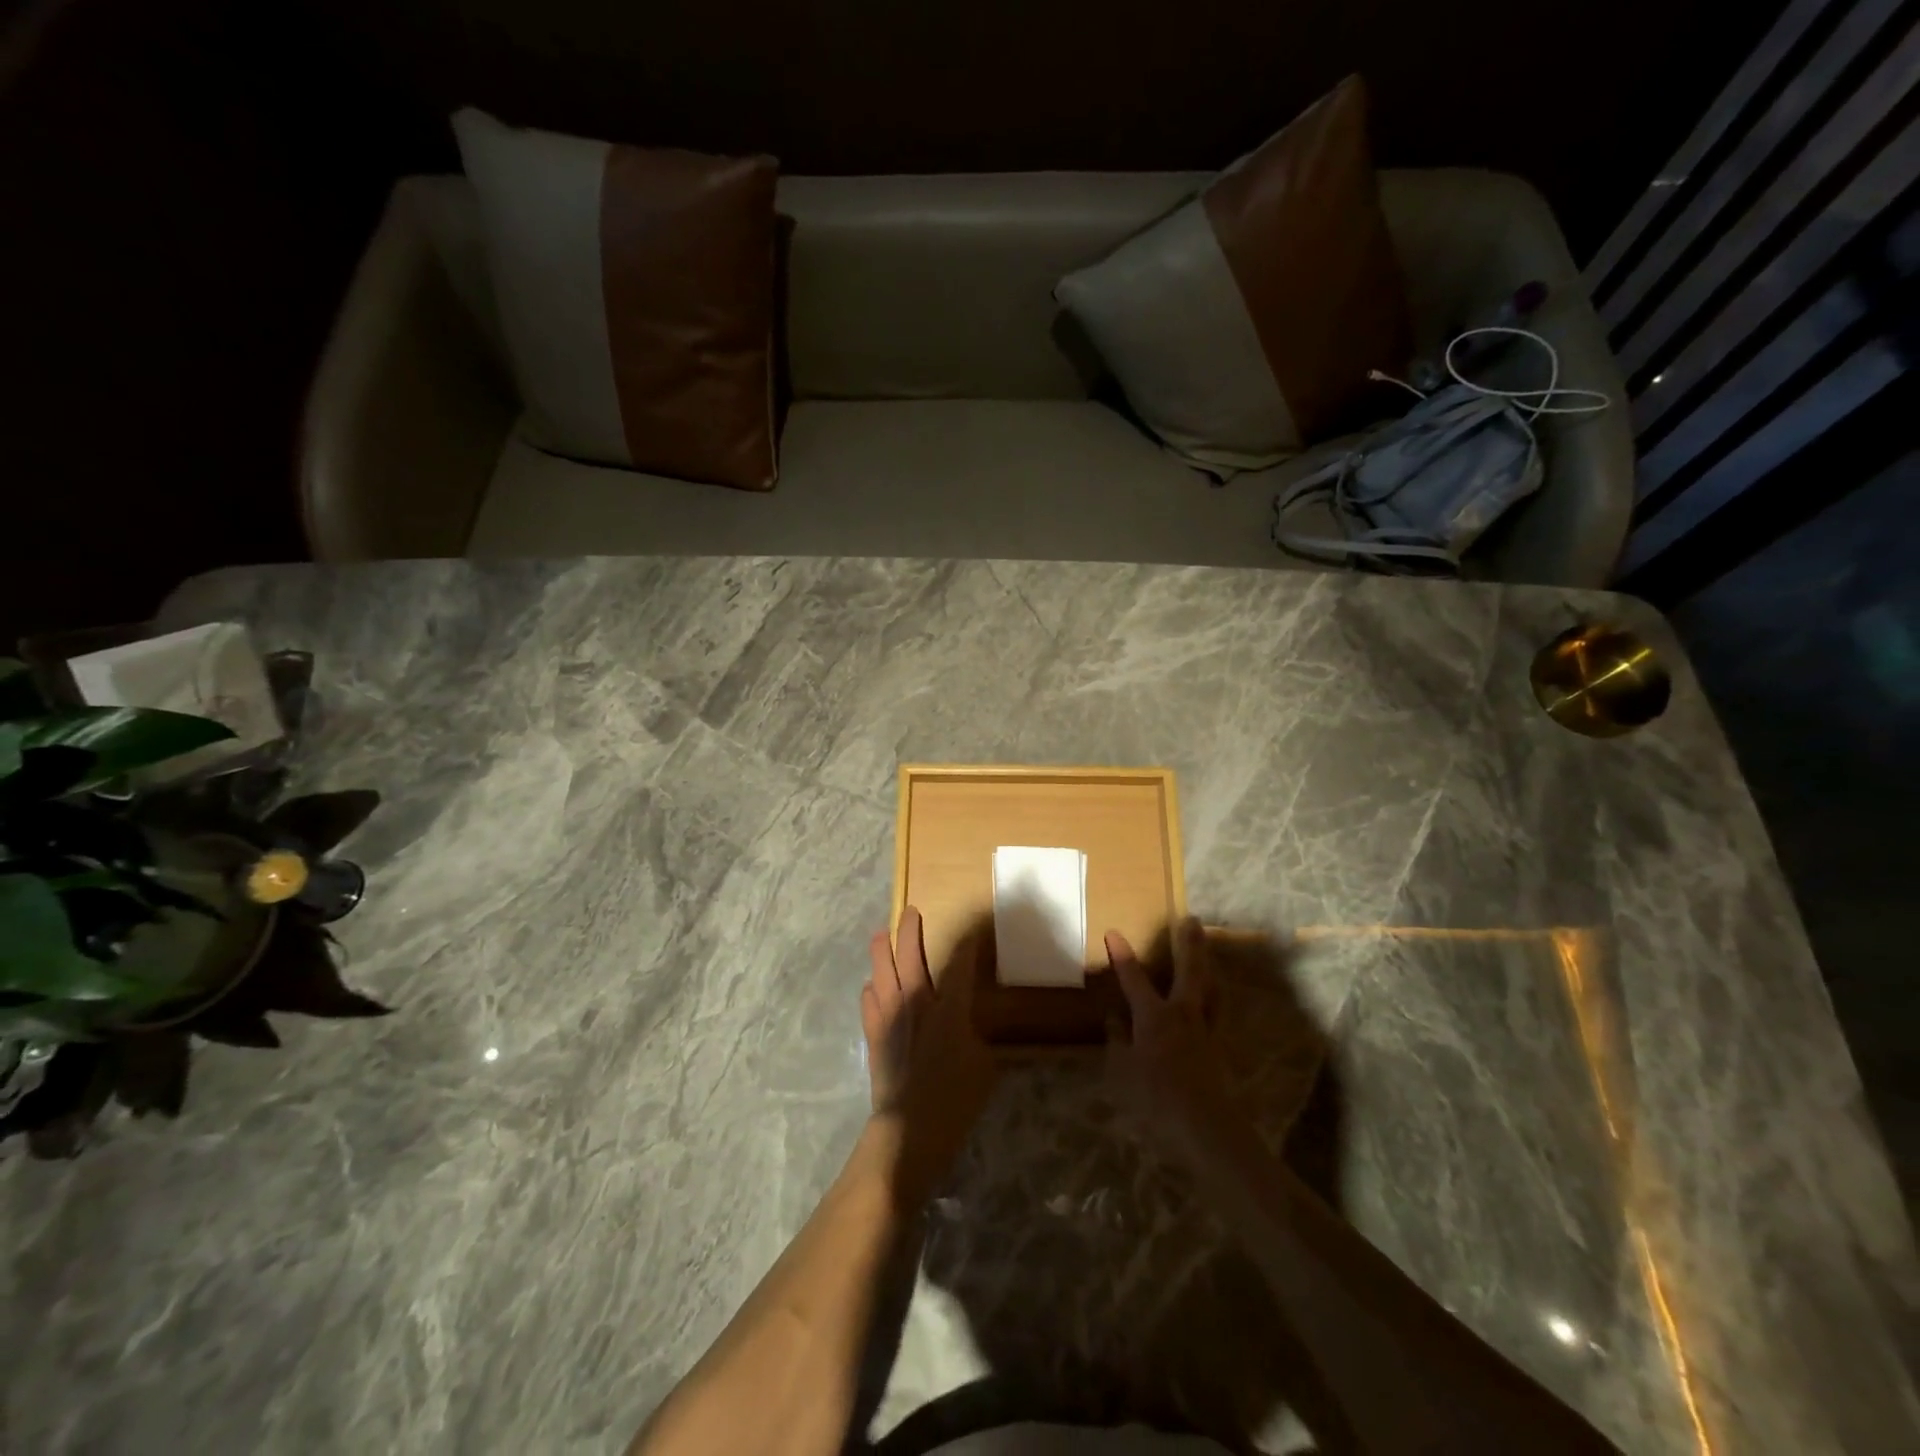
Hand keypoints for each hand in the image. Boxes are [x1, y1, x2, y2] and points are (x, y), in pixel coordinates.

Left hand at [861, 906, 996, 1203]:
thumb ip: (976, 1035)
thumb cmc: (955, 1099)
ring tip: (882, 936)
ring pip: (881, 969)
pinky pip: (869, 999)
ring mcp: (889, 1015)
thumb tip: (970, 1024)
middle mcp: (916, 1001)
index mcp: (949, 1006)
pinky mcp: (873, 1034)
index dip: (967, 944)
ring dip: (882, 949)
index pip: (959, 962)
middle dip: (910, 928)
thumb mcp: (983, 1065)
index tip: (972, 932)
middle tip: (910, 912)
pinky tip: (874, 987)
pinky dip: (873, 988)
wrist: (908, 1130)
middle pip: (909, 953)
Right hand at [1104, 917, 1241, 1168]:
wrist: (1207, 1127)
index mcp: (1155, 1016)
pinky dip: (1215, 998)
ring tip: (1208, 953)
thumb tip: (1114, 1019)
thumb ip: (1118, 1041)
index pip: (1134, 978)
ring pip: (1211, 988)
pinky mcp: (1221, 1048)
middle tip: (1191, 919)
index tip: (1114, 932)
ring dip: (1208, 967)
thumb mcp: (1124, 1071)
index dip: (1122, 954)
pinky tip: (1214, 1000)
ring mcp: (1206, 1030)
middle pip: (1189, 970)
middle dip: (1188, 943)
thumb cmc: (1157, 1099)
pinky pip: (1218, 1012)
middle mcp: (1184, 1013)